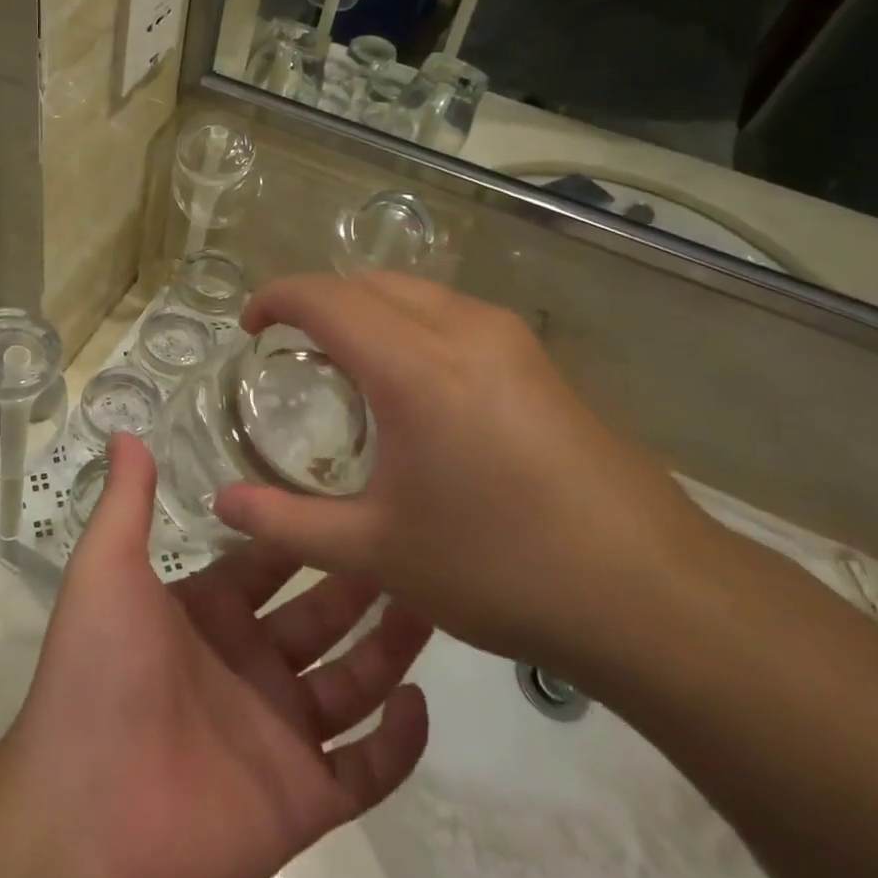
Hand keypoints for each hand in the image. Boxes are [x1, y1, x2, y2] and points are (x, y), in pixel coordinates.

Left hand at [0, 435, 431, 877]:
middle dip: (362, 580)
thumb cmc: (97, 676)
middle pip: (322, 614)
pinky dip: (398, 741)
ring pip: (354, 681)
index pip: (272, 560)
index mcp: (211, 611)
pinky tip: (419, 700)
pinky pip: (368, 767)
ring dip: (391, 647)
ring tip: (435, 603)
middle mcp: (251, 663)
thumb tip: (126, 430)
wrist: (84, 824)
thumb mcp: (106, 571)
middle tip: (414, 541)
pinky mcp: (306, 798)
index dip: (306, 530)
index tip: (353, 490)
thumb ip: (125, 503)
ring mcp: (282, 731)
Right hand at [212, 274, 720, 677]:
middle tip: (289, 347)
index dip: (276, 299)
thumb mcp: (377, 552)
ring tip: (344, 361)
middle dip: (317, 299)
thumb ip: (287, 522)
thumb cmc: (501, 569)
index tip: (250, 328)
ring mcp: (508, 337)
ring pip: (413, 291)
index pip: (324, 297)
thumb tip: (222, 502)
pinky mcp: (538, 357)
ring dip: (365, 307)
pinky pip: (451, 312)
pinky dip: (407, 322)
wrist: (655, 595)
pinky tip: (411, 382)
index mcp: (414, 367)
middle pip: (367, 282)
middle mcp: (461, 329)